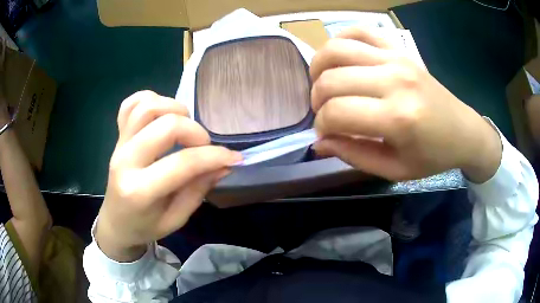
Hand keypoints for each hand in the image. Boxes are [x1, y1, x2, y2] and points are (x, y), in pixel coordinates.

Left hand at [95, 91, 241, 261]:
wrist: (116, 222)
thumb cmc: (145, 226)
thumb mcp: (176, 219)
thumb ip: (198, 190)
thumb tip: (224, 165)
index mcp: (139, 191)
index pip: (183, 163)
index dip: (214, 157)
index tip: (234, 158)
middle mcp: (126, 161)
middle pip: (165, 125)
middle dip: (195, 131)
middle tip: (204, 146)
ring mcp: (119, 144)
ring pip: (147, 107)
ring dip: (174, 109)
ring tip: (185, 125)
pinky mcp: (117, 135)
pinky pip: (130, 104)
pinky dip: (150, 100)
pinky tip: (162, 113)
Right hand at [310, 28, 500, 182]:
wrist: (463, 131)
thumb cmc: (432, 156)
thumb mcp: (394, 170)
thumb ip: (354, 155)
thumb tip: (319, 142)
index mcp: (397, 118)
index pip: (336, 113)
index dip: (322, 126)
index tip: (326, 135)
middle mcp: (394, 81)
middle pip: (331, 80)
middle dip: (317, 100)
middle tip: (325, 113)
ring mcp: (396, 59)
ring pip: (337, 49)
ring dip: (319, 67)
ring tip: (323, 84)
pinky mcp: (399, 49)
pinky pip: (359, 31)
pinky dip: (340, 40)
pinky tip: (339, 58)